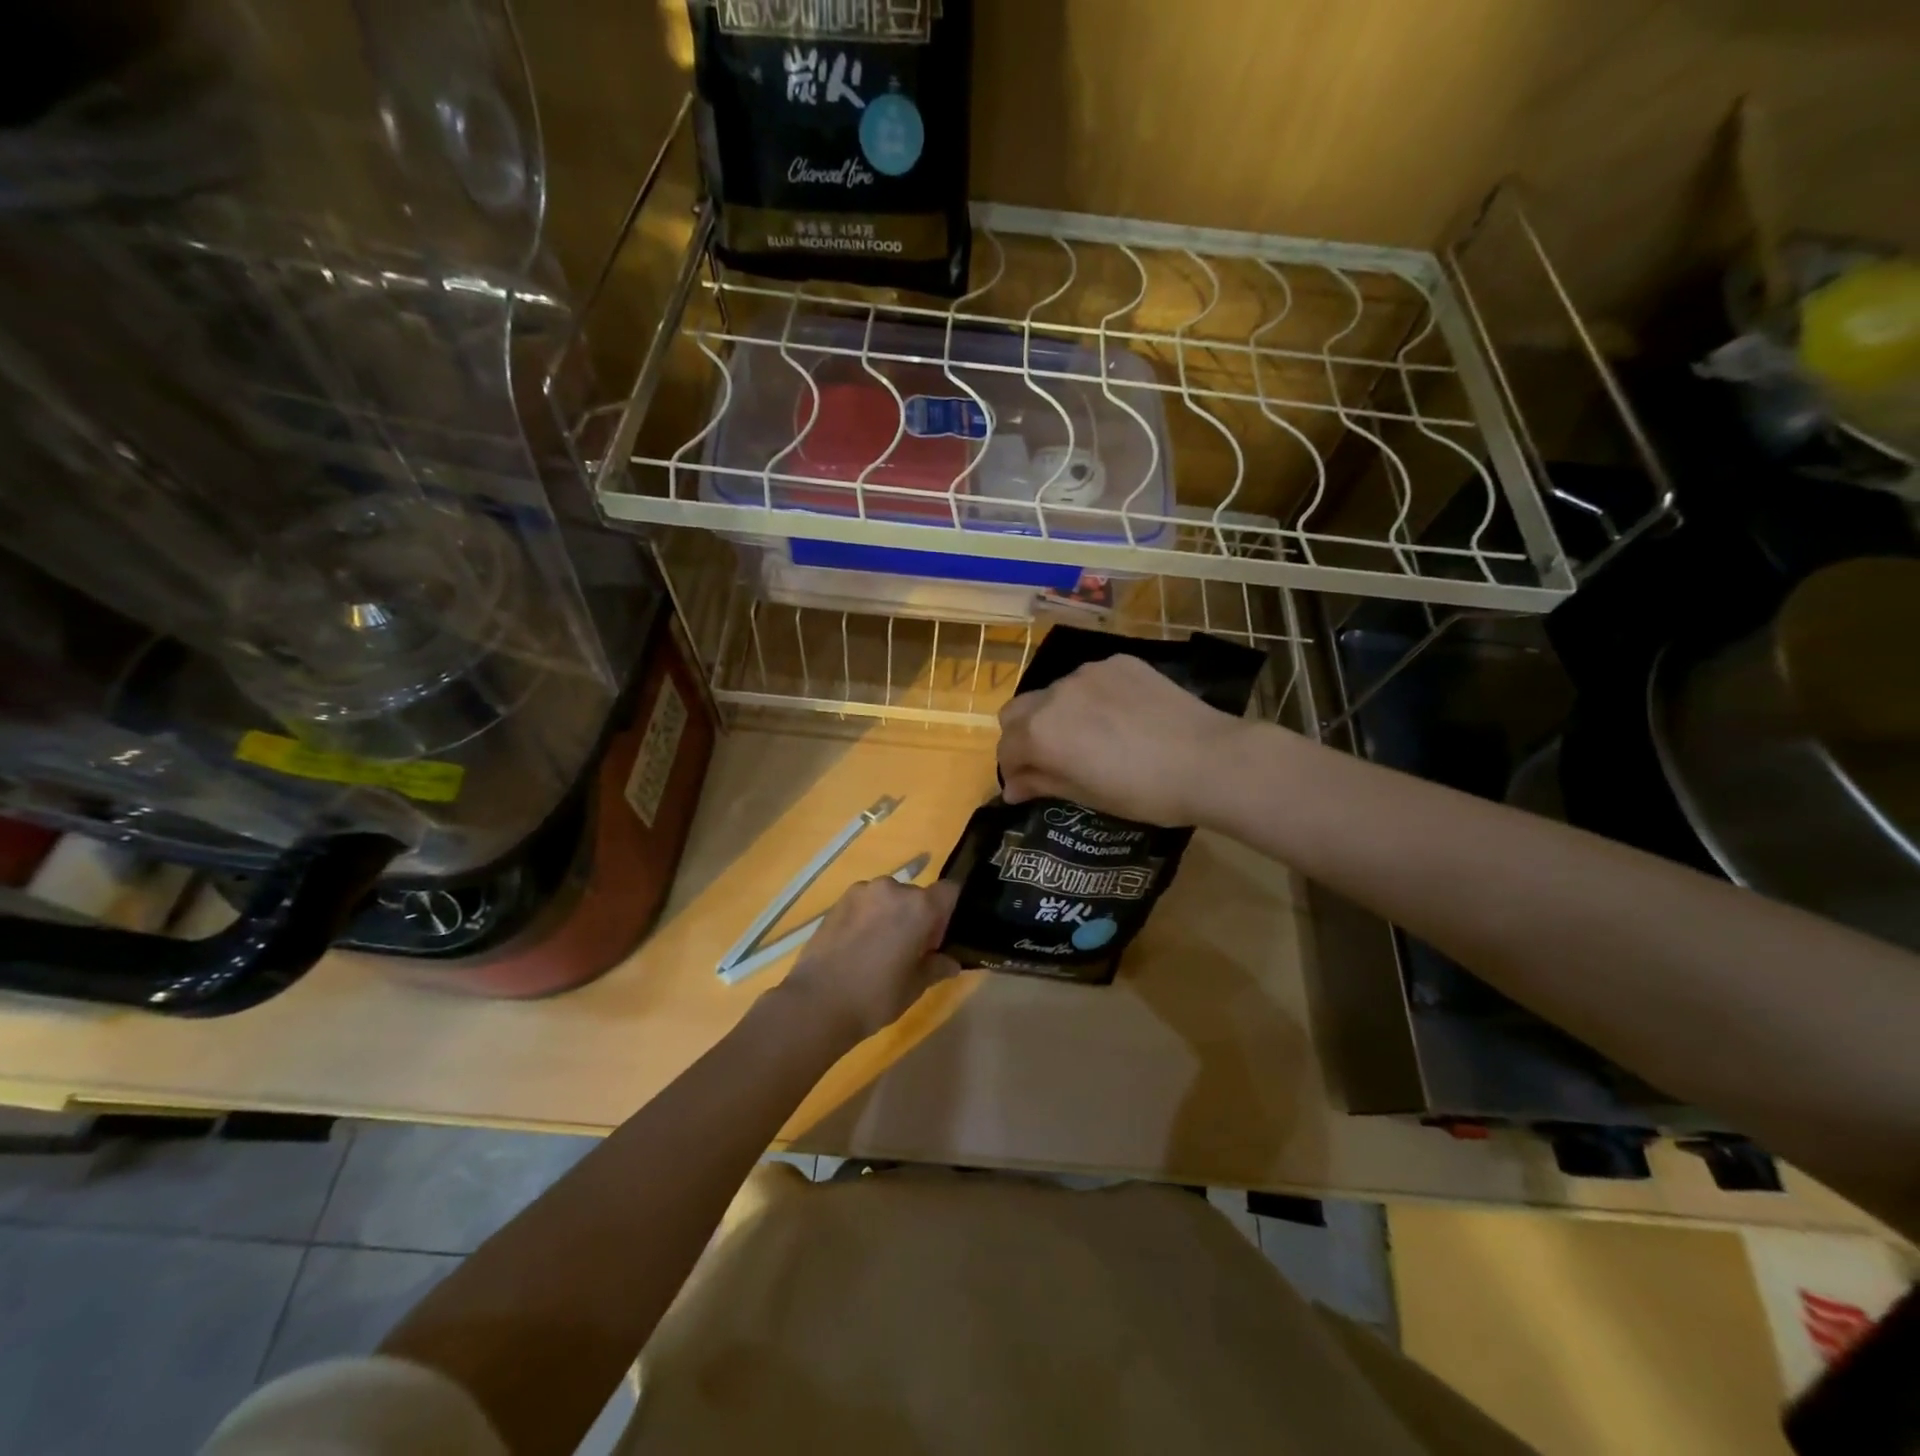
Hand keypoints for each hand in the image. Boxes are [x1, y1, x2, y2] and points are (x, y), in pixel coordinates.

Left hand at [777, 877, 961, 1043]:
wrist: (817, 1002)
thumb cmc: (876, 996)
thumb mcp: (915, 986)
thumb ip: (937, 967)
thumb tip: (950, 962)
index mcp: (919, 906)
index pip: (949, 891)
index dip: (948, 913)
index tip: (937, 940)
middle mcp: (893, 888)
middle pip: (917, 895)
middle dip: (918, 917)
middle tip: (909, 950)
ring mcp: (862, 891)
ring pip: (889, 897)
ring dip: (891, 915)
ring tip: (878, 949)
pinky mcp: (839, 901)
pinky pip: (866, 902)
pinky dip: (868, 917)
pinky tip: (857, 946)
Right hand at [997, 653, 1247, 826]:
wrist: (1209, 759)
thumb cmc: (1144, 792)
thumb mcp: (1087, 796)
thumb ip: (1042, 783)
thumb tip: (1012, 788)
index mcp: (1042, 732)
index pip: (1006, 748)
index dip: (1012, 771)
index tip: (1026, 787)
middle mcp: (1055, 694)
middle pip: (1017, 712)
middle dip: (1023, 736)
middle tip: (1049, 759)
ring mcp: (1088, 673)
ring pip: (1053, 693)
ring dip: (1057, 715)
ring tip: (1090, 736)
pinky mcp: (1119, 662)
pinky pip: (1088, 680)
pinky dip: (1089, 698)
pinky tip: (1118, 717)